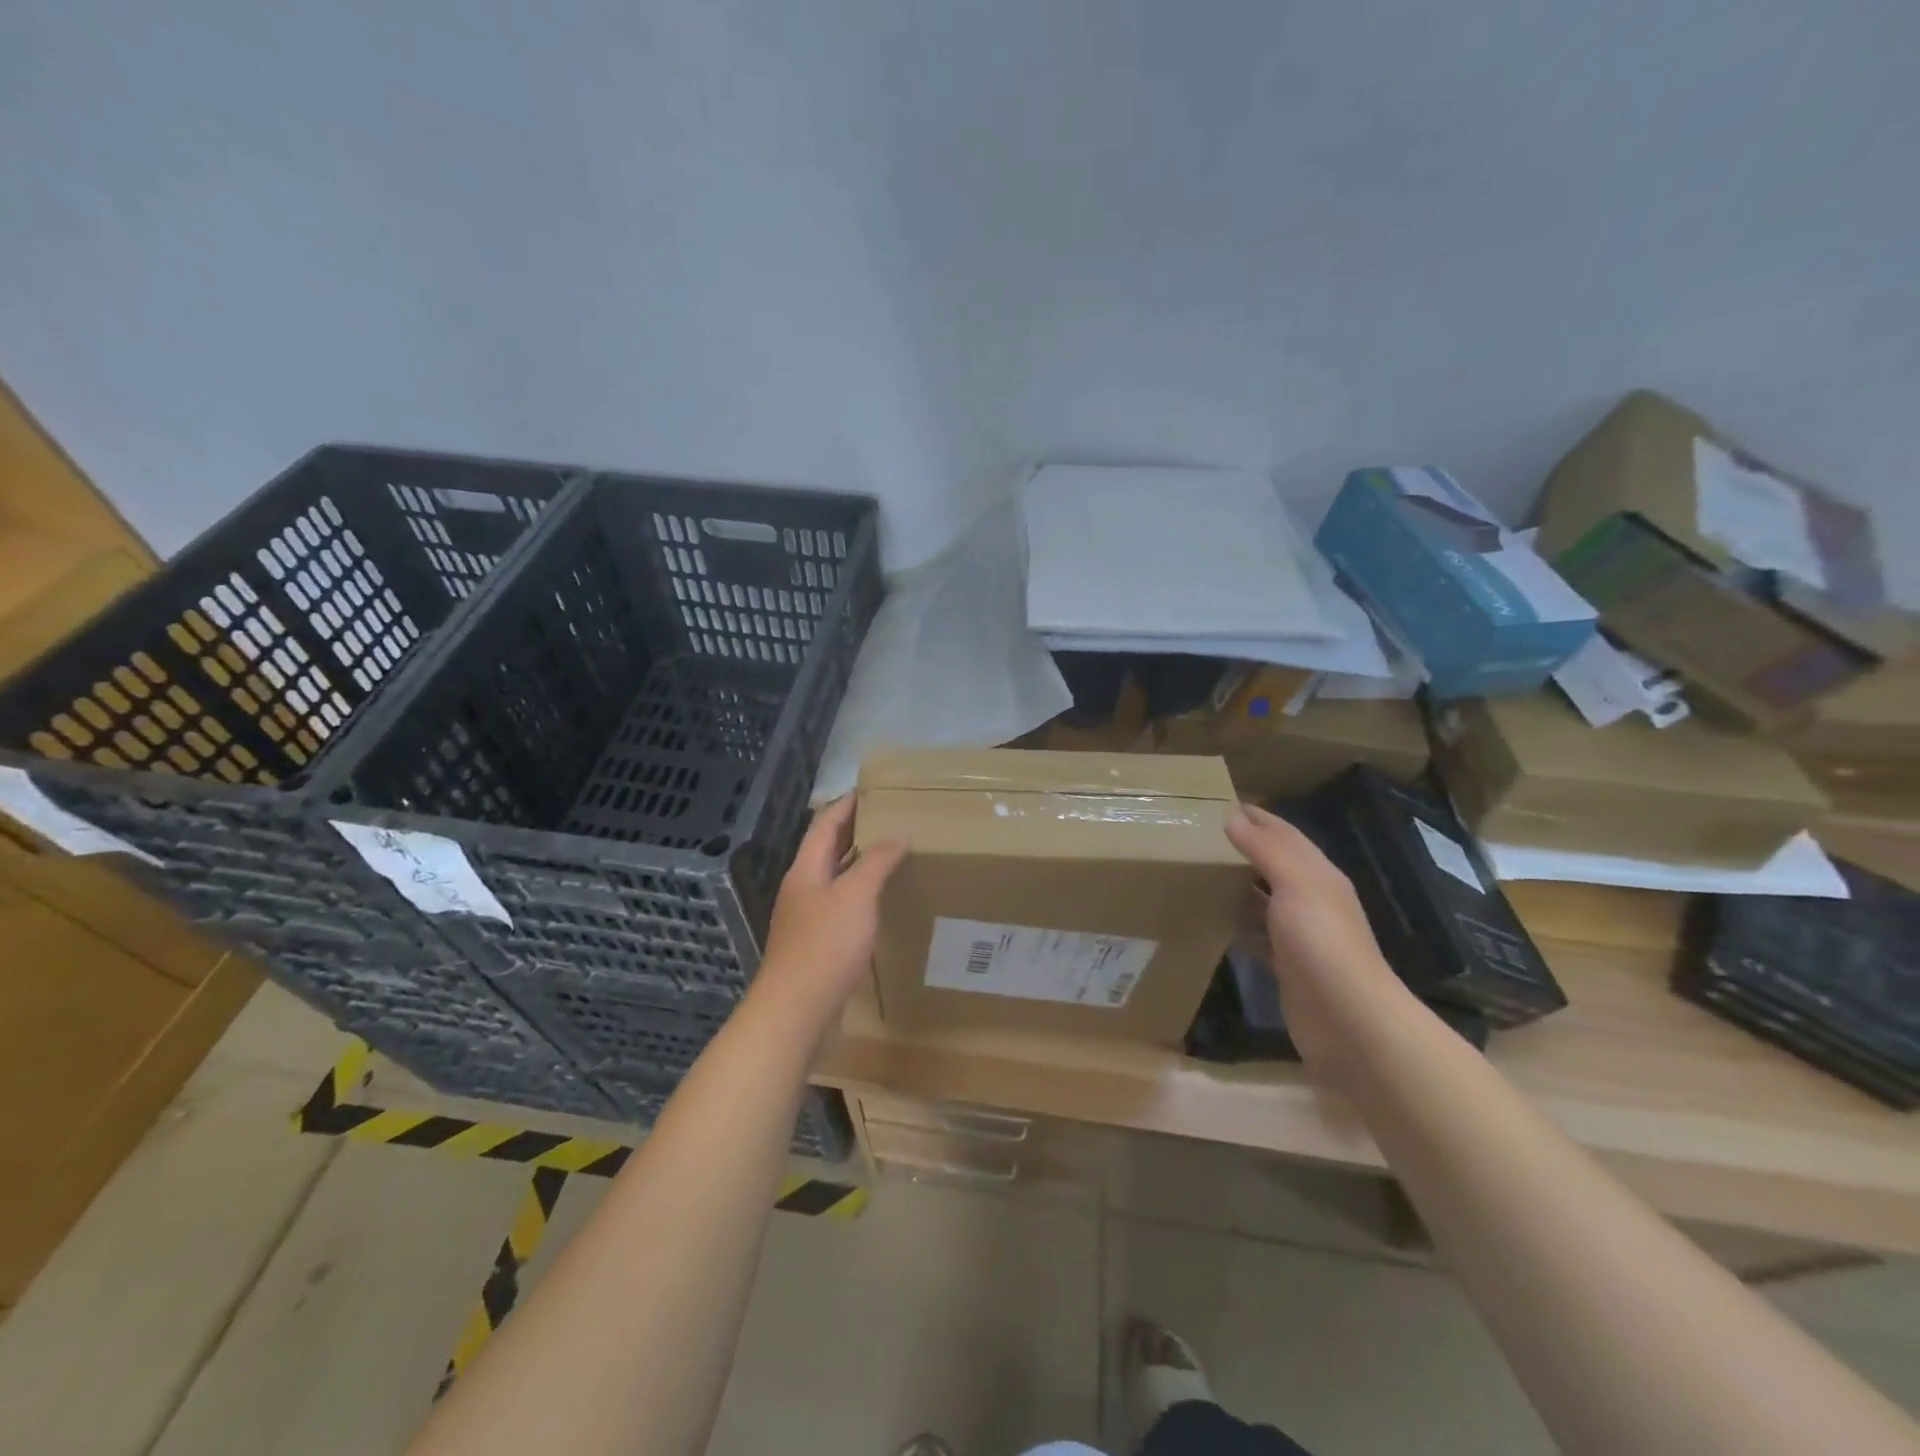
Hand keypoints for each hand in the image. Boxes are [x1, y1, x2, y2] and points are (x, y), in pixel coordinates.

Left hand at [754, 796, 905, 1024]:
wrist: (795, 1011)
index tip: (872, 789)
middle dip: (854, 831)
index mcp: (806, 869)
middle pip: (827, 849)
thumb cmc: (825, 945)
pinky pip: (840, 906)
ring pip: (834, 879)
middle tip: (889, 818)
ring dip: (858, 863)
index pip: (825, 824)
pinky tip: (880, 903)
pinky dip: (860, 894)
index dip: (847, 804)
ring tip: (891, 855)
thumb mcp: (856, 895)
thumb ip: (876, 862)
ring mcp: (806, 918)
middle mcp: (802, 888)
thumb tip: (896, 835)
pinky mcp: (815, 945)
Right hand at [1224, 802, 1412, 1082]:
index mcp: (1319, 876)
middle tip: (1204, 835)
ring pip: (1265, 898)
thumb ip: (1266, 849)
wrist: (1347, 1020)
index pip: (1286, 835)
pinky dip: (1239, 922)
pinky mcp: (1286, 965)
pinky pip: (1258, 934)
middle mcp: (1312, 900)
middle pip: (1276, 864)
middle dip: (1246, 847)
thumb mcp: (1296, 885)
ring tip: (1202, 871)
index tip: (1223, 803)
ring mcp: (1300, 935)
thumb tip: (1234, 816)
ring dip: (1239, 884)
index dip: (1258, 817)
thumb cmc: (1322, 943)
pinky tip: (1216, 920)